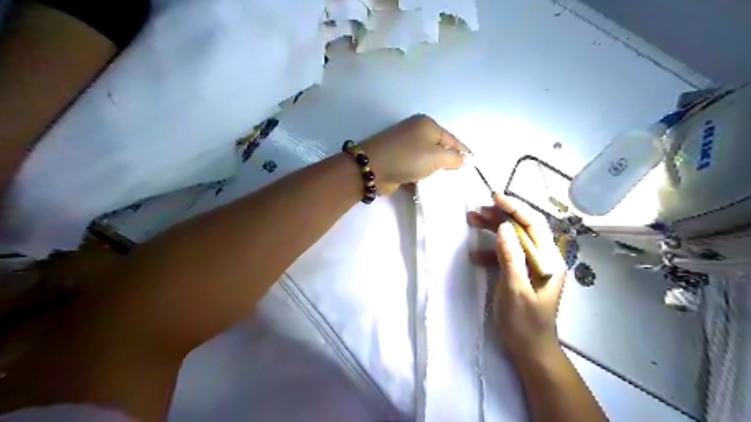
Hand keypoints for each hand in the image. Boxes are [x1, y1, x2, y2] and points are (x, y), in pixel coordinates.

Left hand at [360, 113, 466, 194]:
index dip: (464, 152)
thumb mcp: (436, 156)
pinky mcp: (398, 160)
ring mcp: (405, 146)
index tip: (474, 165)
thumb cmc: (408, 158)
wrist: (372, 168)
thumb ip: (454, 158)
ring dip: (435, 171)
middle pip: (439, 148)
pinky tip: (429, 185)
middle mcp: (416, 132)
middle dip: (449, 162)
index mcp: (427, 125)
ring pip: (427, 159)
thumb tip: (465, 160)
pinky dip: (423, 176)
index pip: (452, 139)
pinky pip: (416, 168)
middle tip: (461, 177)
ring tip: (447, 183)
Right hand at [467, 195, 565, 361]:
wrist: (530, 350)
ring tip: (472, 221)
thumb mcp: (515, 289)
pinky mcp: (520, 273)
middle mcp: (543, 258)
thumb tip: (503, 227)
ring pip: (512, 239)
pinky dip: (490, 251)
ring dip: (493, 230)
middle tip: (477, 210)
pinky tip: (474, 255)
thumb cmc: (524, 322)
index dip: (515, 208)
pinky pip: (505, 254)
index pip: (533, 224)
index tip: (494, 198)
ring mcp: (531, 266)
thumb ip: (510, 257)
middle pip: (522, 228)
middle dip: (500, 216)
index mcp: (548, 260)